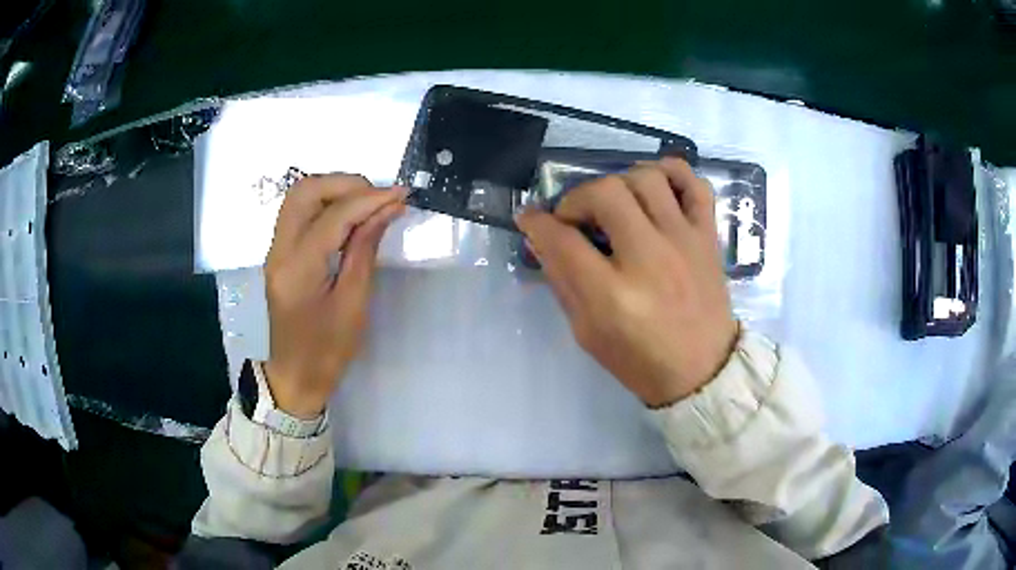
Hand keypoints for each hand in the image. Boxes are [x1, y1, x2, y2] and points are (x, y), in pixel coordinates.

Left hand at [263, 174, 405, 417]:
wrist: (295, 375)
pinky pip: (298, 212)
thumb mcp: (354, 304)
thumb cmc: (328, 350)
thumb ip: (365, 250)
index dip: (369, 199)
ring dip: (333, 190)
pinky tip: (349, 216)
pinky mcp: (279, 253)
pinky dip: (325, 204)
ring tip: (366, 203)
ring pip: (298, 196)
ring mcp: (275, 250)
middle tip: (378, 197)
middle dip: (345, 184)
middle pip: (304, 190)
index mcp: (298, 269)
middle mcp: (279, 251)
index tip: (401, 195)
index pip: (333, 215)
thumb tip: (386, 209)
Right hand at [515, 158, 736, 407]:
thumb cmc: (640, 361)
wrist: (703, 371)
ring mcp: (684, 242)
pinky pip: (694, 183)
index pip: (563, 239)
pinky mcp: (708, 237)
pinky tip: (655, 187)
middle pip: (605, 193)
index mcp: (613, 296)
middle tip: (576, 219)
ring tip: (616, 205)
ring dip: (620, 183)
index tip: (530, 219)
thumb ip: (563, 282)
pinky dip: (671, 173)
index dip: (537, 223)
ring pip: (647, 178)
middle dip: (577, 198)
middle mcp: (650, 258)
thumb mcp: (587, 333)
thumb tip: (543, 239)